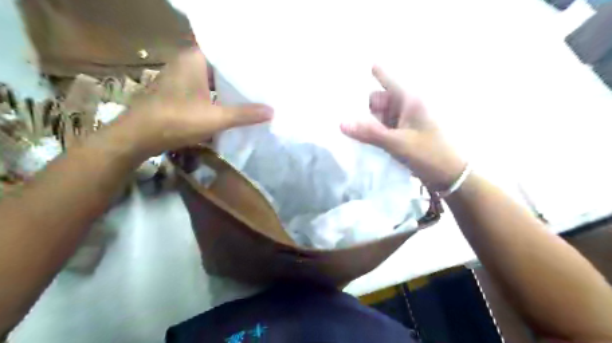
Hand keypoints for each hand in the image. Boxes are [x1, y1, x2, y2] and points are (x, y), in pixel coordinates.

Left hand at [113, 48, 274, 158]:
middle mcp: (186, 64)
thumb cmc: (176, 120)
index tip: (263, 68)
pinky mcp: (177, 92)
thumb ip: (244, 114)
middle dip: (240, 76)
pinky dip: (217, 96)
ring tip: (252, 94)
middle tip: (262, 83)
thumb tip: (272, 111)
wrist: (137, 137)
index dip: (245, 61)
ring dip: (228, 88)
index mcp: (194, 60)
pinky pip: (203, 89)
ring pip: (211, 79)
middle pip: (220, 67)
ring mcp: (180, 78)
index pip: (225, 52)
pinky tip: (231, 106)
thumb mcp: (215, 118)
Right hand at [342, 65, 466, 189]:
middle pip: (378, 100)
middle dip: (362, 107)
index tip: (354, 68)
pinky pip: (383, 128)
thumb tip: (341, 123)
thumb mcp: (398, 143)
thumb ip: (370, 133)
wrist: (451, 176)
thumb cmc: (430, 154)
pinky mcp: (402, 135)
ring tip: (347, 129)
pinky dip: (373, 132)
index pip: (388, 79)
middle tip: (342, 114)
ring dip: (366, 122)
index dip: (373, 72)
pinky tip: (360, 138)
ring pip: (379, 116)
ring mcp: (404, 122)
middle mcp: (406, 107)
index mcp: (410, 100)